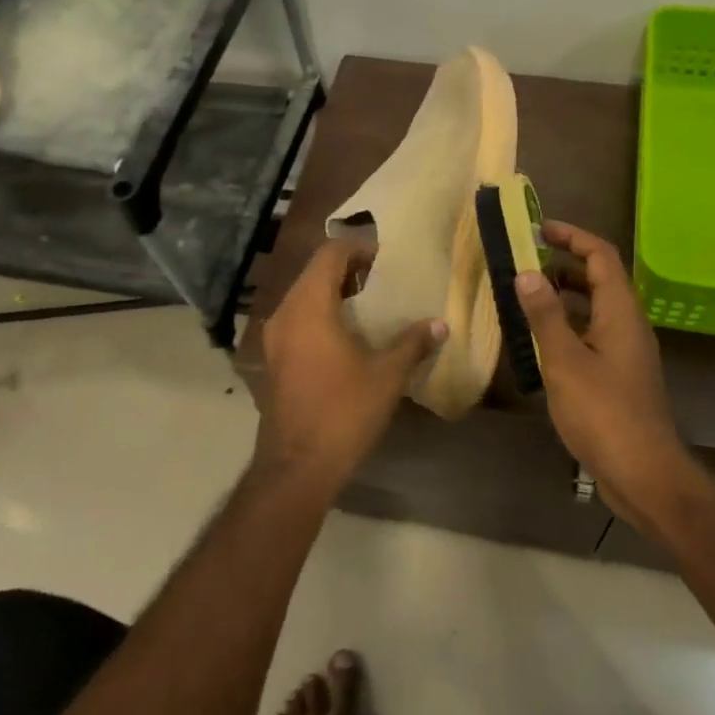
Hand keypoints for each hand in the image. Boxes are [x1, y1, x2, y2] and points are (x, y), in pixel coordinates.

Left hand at [259, 239, 446, 479]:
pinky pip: (298, 320)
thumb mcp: (386, 376)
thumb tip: (440, 323)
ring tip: (370, 304)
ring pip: (304, 297)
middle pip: (314, 273)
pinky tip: (348, 335)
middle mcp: (285, 314)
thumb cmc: (343, 412)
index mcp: (309, 307)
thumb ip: (412, 344)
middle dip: (348, 270)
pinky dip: (321, 315)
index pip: (330, 255)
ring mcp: (275, 339)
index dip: (358, 248)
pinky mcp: (274, 360)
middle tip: (383, 278)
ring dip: (334, 293)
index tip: (386, 257)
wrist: (297, 466)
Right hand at [514, 221, 693, 521]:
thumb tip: (527, 272)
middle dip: (563, 265)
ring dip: (563, 297)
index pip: (601, 256)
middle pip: (599, 279)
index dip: (572, 237)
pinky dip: (567, 326)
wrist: (642, 472)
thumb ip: (545, 315)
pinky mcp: (619, 375)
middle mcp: (628, 324)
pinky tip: (540, 342)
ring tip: (525, 298)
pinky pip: (592, 334)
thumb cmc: (603, 412)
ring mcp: (626, 351)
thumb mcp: (565, 360)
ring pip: (595, 309)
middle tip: (524, 263)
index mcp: (621, 312)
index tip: (538, 229)